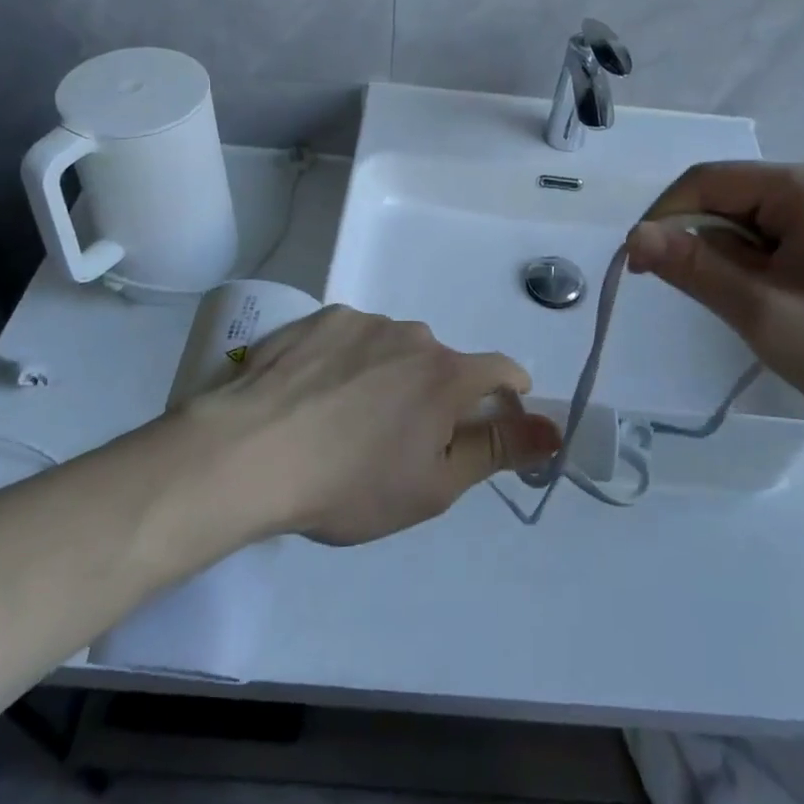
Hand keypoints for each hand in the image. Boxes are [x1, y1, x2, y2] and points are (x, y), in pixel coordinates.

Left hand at [190, 306, 559, 545]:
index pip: (501, 369)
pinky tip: (313, 394)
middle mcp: (411, 334)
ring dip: (387, 375)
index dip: (507, 395)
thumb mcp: (434, 484)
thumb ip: (498, 450)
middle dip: (434, 394)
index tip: (491, 421)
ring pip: (393, 348)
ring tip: (344, 419)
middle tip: (397, 439)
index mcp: (446, 374)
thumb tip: (555, 427)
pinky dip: (347, 361)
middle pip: (440, 362)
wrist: (248, 454)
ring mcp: (362, 320)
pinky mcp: (319, 318)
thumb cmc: (350, 484)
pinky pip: (351, 337)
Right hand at [627, 162, 803, 448]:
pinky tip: (772, 307)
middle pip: (729, 200)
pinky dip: (757, 270)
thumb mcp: (764, 312)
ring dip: (731, 263)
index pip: (705, 181)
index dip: (663, 218)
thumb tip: (634, 236)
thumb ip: (694, 267)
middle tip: (702, 300)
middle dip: (701, 246)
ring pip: (751, 225)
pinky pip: (778, 241)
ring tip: (747, 311)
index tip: (638, 268)